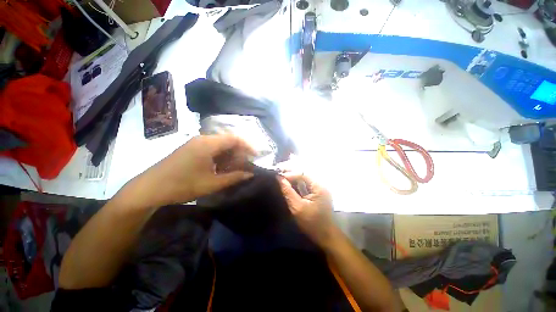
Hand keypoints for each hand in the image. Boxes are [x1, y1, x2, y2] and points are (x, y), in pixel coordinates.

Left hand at [126, 134, 255, 207]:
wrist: (149, 189)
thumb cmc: (182, 185)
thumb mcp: (212, 183)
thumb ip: (234, 177)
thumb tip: (250, 174)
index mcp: (208, 144)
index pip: (234, 138)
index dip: (248, 146)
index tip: (256, 156)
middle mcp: (203, 139)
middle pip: (228, 141)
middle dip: (240, 152)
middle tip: (246, 165)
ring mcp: (196, 143)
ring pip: (220, 145)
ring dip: (230, 155)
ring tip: (236, 168)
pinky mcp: (192, 149)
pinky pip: (212, 149)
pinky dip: (221, 157)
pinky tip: (222, 168)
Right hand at [278, 174, 337, 246]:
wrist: (326, 236)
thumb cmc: (312, 223)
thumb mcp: (297, 207)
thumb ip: (288, 192)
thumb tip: (280, 179)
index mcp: (319, 187)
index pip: (303, 174)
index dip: (290, 174)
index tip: (279, 176)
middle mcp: (320, 185)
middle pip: (304, 175)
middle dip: (291, 174)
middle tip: (279, 175)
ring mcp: (319, 190)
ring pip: (304, 180)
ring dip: (293, 179)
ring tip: (282, 178)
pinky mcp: (317, 195)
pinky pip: (305, 186)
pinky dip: (297, 185)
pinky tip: (289, 185)